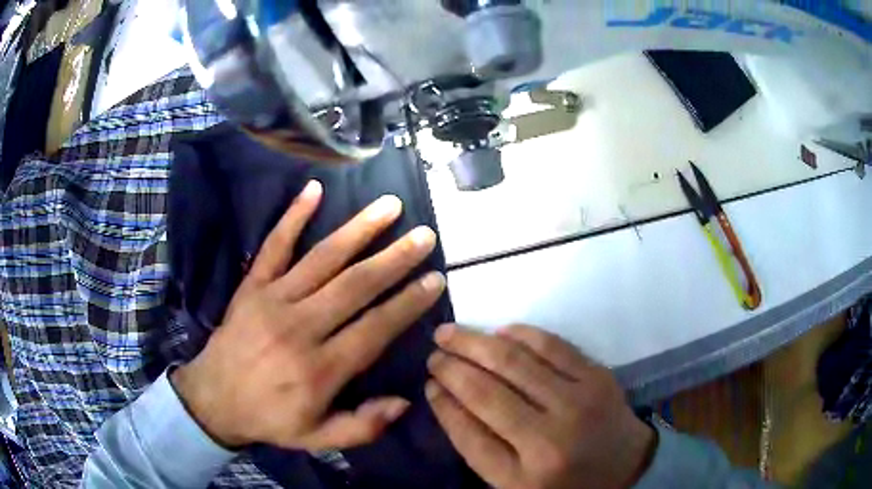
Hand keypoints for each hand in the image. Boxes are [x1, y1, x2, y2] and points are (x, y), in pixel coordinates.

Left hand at [172, 180, 445, 450]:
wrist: (213, 399)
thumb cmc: (269, 418)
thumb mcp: (317, 438)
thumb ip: (363, 426)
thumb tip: (404, 401)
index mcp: (320, 369)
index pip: (375, 328)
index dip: (408, 303)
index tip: (436, 280)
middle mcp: (300, 328)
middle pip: (355, 286)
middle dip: (395, 259)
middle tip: (424, 235)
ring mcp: (273, 300)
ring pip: (322, 259)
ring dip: (359, 230)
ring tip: (389, 206)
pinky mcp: (252, 286)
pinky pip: (274, 246)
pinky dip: (293, 216)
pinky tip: (314, 190)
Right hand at [426, 324, 655, 488]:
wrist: (625, 467)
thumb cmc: (563, 480)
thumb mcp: (513, 481)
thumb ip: (477, 444)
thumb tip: (443, 395)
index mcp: (524, 473)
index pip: (468, 432)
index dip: (443, 403)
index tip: (427, 382)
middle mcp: (551, 437)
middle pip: (487, 391)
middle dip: (452, 365)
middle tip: (433, 350)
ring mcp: (579, 401)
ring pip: (515, 361)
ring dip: (476, 342)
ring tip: (451, 333)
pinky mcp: (598, 377)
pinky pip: (552, 345)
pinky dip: (520, 334)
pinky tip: (499, 331)